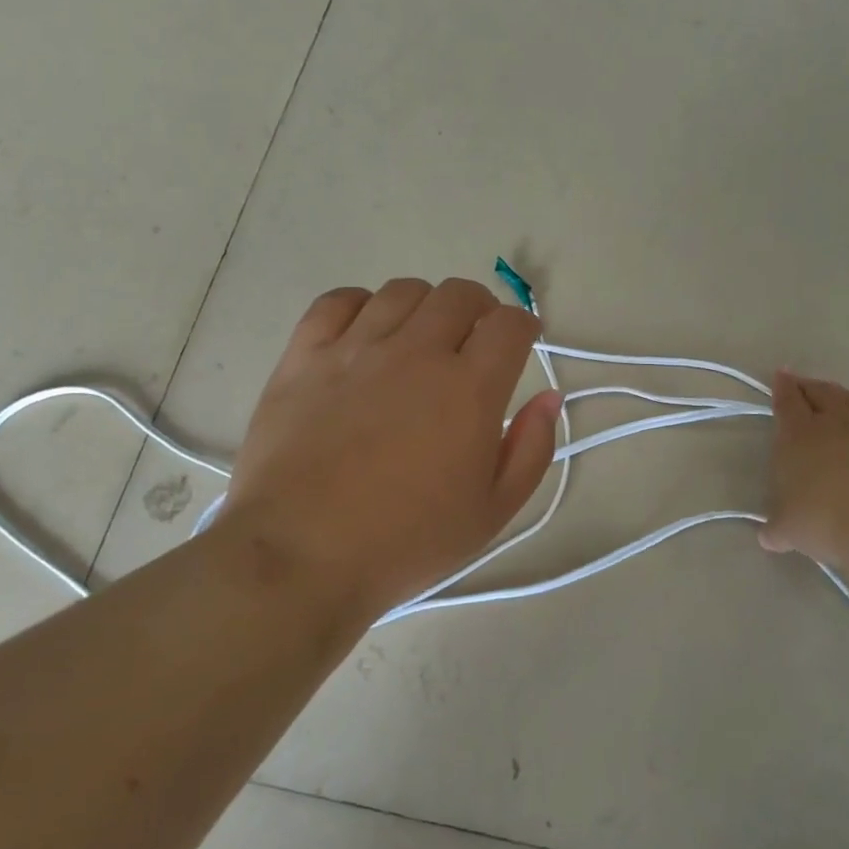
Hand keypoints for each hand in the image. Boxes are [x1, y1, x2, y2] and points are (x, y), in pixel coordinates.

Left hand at [221, 278, 563, 616]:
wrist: (300, 557)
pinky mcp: (304, 357)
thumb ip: (531, 448)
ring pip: (403, 291)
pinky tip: (365, 332)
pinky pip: (337, 301)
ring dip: (426, 306)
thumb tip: (548, 398)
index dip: (524, 326)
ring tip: (421, 337)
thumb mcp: (492, 511)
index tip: (523, 342)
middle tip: (476, 339)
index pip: (509, 325)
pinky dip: (361, 305)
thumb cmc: (405, 543)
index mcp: (469, 389)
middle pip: (459, 294)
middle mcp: (416, 353)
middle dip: (480, 308)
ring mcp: (356, 349)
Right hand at [759, 372, 848, 580]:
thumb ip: (776, 529)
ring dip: (844, 396)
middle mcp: (837, 422)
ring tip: (838, 396)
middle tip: (803, 384)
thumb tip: (768, 537)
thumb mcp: (789, 530)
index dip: (782, 387)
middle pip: (822, 393)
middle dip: (809, 386)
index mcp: (799, 435)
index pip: (787, 401)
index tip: (780, 375)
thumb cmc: (827, 521)